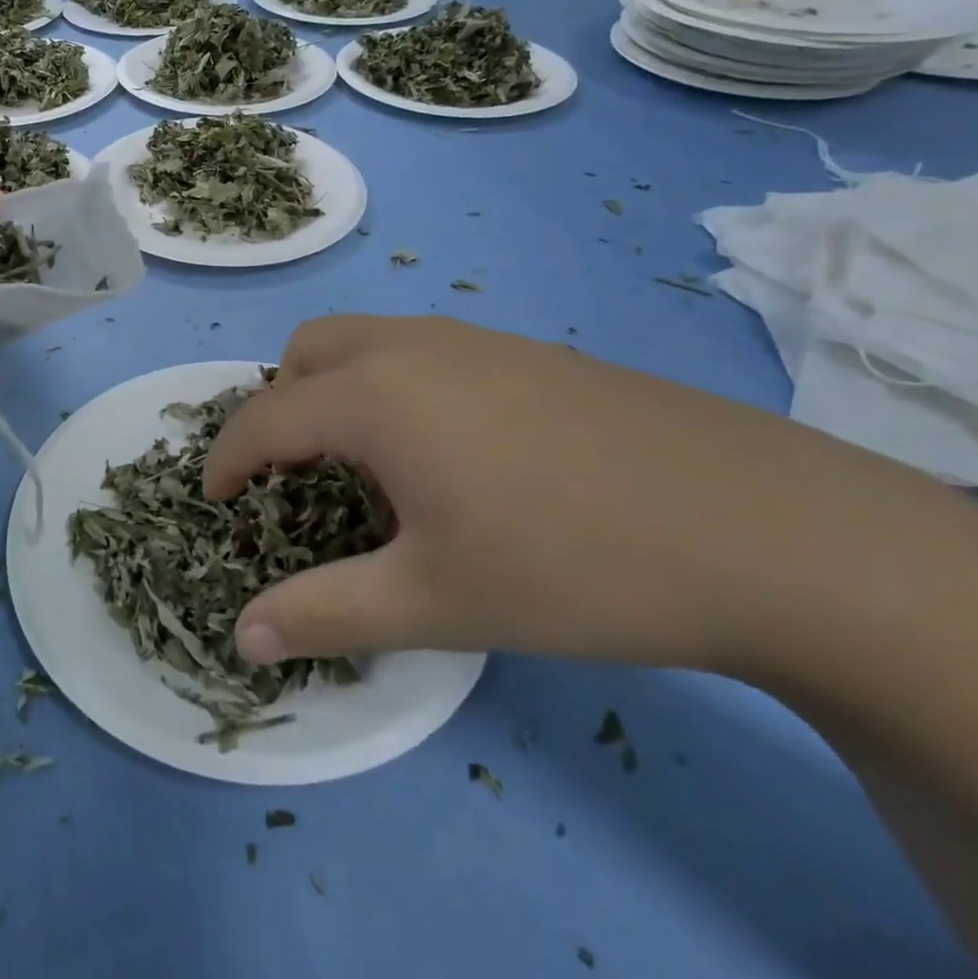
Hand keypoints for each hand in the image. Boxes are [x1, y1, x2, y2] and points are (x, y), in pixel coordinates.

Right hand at [205, 315, 962, 677]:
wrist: (763, 529)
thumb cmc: (571, 564)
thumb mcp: (434, 601)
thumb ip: (324, 614)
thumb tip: (242, 639)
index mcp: (374, 394)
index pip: (265, 417)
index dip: (226, 460)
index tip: (213, 501)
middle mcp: (412, 346)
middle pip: (307, 351)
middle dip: (279, 406)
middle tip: (294, 475)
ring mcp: (475, 339)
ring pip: (367, 341)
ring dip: (337, 390)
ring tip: (368, 466)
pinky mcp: (528, 352)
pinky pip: (423, 351)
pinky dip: (395, 386)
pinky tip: (451, 455)